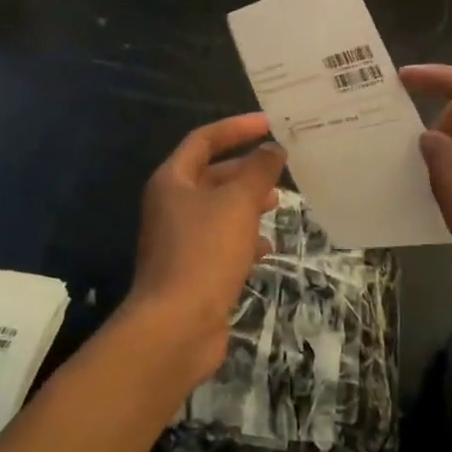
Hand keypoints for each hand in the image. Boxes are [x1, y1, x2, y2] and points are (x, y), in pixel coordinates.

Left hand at [125, 113, 284, 383]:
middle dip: (246, 169)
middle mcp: (171, 205)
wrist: (176, 327)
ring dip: (248, 204)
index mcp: (172, 180)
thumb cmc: (205, 252)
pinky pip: (220, 242)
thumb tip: (272, 148)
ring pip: (219, 210)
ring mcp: (179, 239)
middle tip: (280, 167)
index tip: (269, 124)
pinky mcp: (191, 269)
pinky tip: (266, 248)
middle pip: (211, 175)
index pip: (204, 140)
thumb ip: (258, 171)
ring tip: (278, 204)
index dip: (236, 128)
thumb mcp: (238, 203)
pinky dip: (243, 238)